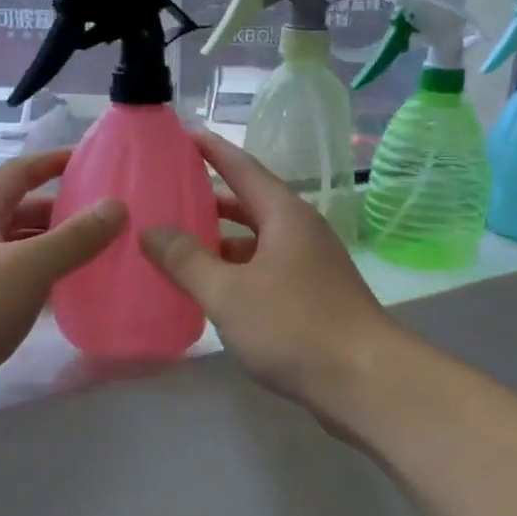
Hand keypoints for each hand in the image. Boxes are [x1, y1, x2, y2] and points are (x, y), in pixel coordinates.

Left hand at [0, 148, 125, 405]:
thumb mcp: (25, 268)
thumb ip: (74, 238)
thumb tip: (117, 206)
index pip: (20, 173)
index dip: (55, 162)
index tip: (96, 162)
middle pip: (22, 213)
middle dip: (64, 212)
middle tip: (112, 220)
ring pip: (20, 254)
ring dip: (56, 252)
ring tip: (101, 258)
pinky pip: (14, 289)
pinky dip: (42, 288)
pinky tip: (69, 301)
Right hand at [140, 131, 397, 417]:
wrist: (366, 382)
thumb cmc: (294, 326)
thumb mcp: (228, 292)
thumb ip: (186, 260)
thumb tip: (150, 230)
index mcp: (285, 215)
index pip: (242, 167)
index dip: (211, 149)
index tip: (182, 134)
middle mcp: (301, 231)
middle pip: (250, 203)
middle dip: (210, 198)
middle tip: (169, 194)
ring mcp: (311, 265)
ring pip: (257, 241)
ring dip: (222, 240)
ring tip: (179, 244)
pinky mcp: (315, 297)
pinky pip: (266, 269)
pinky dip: (237, 270)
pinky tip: (213, 290)